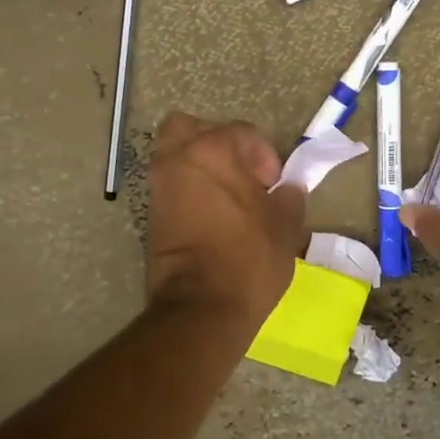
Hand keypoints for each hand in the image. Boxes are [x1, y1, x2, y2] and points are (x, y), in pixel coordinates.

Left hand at [146, 112, 305, 328]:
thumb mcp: (285, 226)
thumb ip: (288, 198)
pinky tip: (212, 216)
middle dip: (215, 143)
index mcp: (213, 150)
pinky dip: (188, 191)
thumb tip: (286, 190)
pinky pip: (170, 187)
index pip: (242, 132)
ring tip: (226, 196)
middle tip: (239, 172)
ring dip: (199, 167)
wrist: (201, 309)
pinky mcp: (150, 216)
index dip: (264, 155)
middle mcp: (178, 159)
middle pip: (190, 129)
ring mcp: (159, 187)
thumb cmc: (249, 259)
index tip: (273, 185)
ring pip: (174, 156)